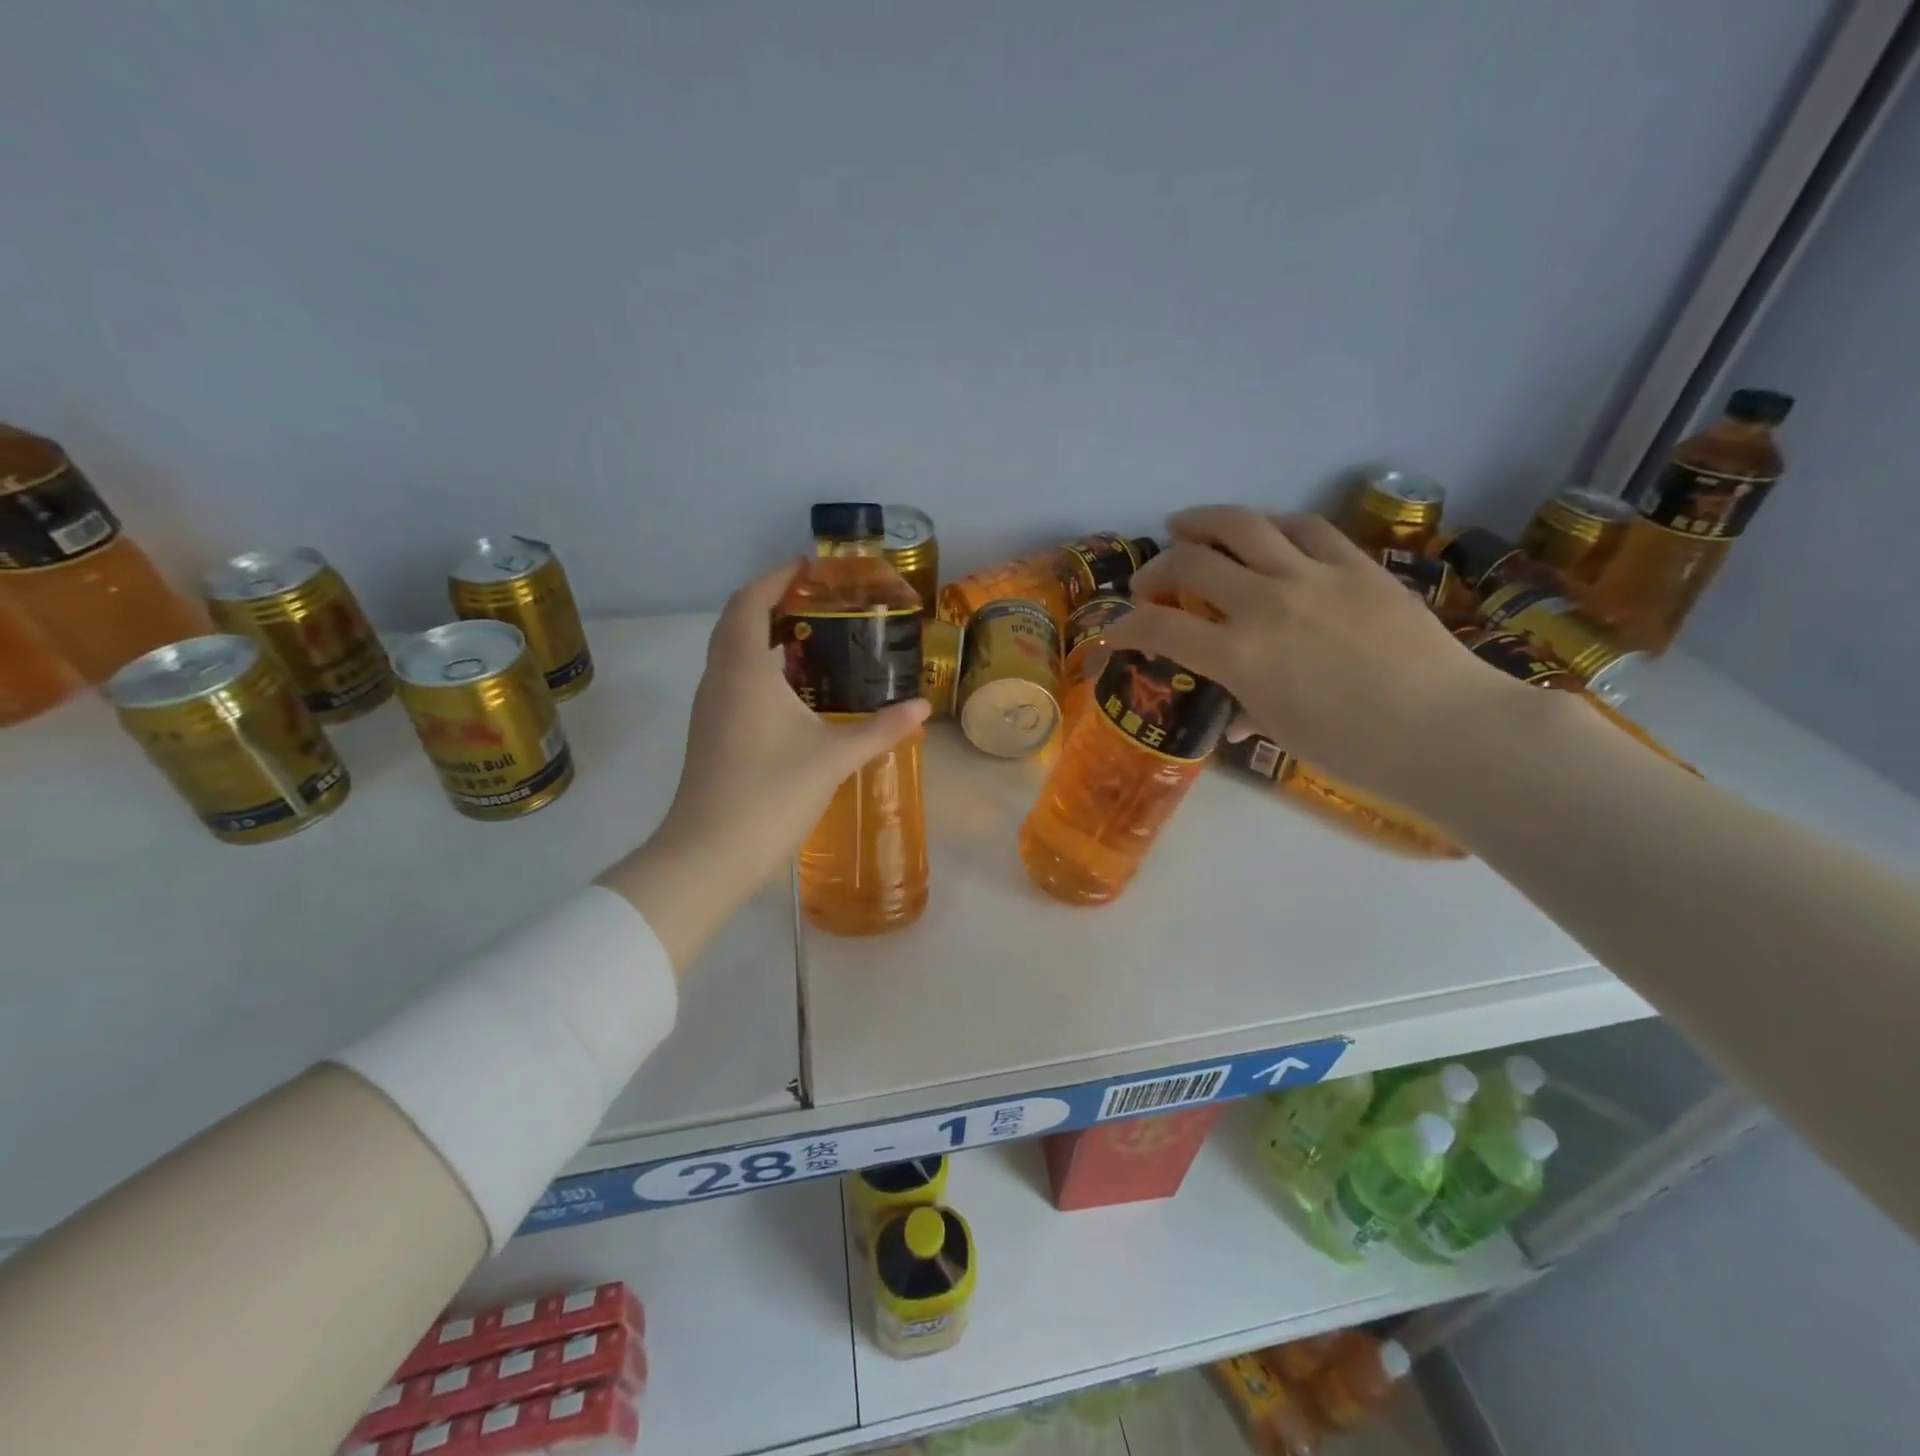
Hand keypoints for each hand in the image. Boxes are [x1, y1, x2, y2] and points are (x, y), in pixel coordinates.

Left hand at [600, 560, 929, 970]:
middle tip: (813, 600)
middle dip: (769, 602)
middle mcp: (719, 681)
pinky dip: (759, 670)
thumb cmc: (770, 794)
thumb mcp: (834, 758)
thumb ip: (880, 730)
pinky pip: (732, 683)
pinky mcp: (710, 735)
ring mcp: (709, 710)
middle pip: (735, 623)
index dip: (774, 577)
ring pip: (731, 656)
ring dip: (762, 638)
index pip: (749, 603)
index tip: (806, 565)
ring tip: (808, 640)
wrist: (709, 854)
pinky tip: (792, 694)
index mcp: (743, 671)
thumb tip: (921, 708)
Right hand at [1104, 507, 1526, 804]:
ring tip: (1183, 524)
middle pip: (1191, 563)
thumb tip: (1232, 716)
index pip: (1159, 628)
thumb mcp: (1281, 732)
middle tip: (1150, 582)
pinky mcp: (1357, 563)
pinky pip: (1304, 526)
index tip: (1115, 632)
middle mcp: (1265, 603)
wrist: (1447, 729)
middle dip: (1156, 570)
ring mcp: (1313, 575)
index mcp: (1239, 656)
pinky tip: (1263, 530)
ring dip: (1201, 521)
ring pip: (1242, 525)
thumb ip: (1245, 709)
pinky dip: (1271, 525)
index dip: (1125, 627)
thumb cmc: (1355, 748)